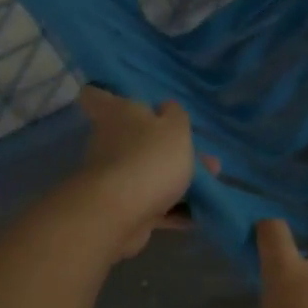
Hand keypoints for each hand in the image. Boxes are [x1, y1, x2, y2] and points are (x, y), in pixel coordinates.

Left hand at [71, 86, 215, 259]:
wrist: (121, 213)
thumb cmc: (150, 157)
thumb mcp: (175, 128)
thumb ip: (176, 115)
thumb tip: (166, 108)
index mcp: (117, 114)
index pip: (97, 95)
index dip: (107, 94)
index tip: (124, 99)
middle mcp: (110, 142)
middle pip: (135, 138)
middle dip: (167, 147)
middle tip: (201, 155)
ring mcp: (114, 177)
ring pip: (148, 172)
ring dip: (176, 179)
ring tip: (210, 184)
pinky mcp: (122, 208)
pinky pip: (152, 205)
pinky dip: (173, 209)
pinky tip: (198, 213)